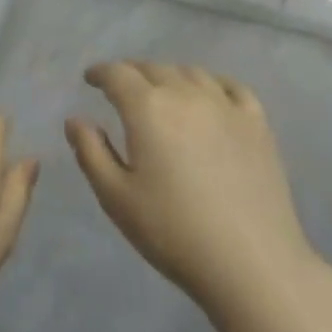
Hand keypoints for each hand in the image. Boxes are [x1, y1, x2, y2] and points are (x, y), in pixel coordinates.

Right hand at [66, 62, 317, 312]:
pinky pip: (231, 87)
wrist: (251, 262)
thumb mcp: (117, 199)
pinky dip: (213, 83)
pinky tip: (211, 95)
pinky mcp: (257, 123)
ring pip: (191, 73)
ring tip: (163, 91)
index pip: (117, 74)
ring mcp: (225, 105)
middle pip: (153, 68)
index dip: (100, 72)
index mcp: (147, 108)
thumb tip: (75, 119)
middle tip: (122, 88)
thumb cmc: (174, 232)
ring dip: (169, 75)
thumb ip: (92, 153)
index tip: (90, 79)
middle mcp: (185, 93)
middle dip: (132, 73)